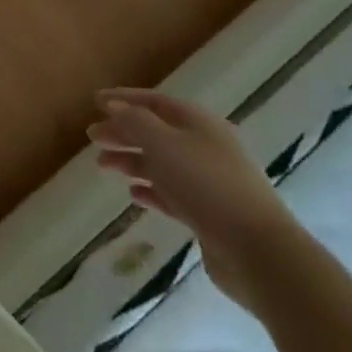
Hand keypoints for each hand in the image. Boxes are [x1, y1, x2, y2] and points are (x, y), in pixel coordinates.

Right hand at [88, 88, 299, 311]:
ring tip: (103, 167)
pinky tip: (133, 194)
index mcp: (199, 123)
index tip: (94, 101)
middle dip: (123, 132)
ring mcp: (210, 182)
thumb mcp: (163, 143)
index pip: (155, 102)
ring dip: (131, 161)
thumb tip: (114, 106)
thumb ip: (134, 121)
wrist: (258, 251)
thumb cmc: (206, 185)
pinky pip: (173, 194)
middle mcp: (206, 147)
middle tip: (92, 137)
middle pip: (156, 132)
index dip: (123, 99)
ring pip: (162, 163)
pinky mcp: (210, 214)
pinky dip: (151, 190)